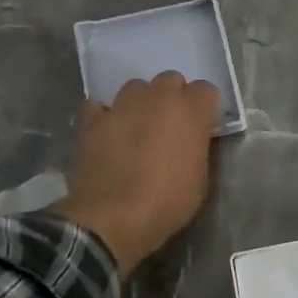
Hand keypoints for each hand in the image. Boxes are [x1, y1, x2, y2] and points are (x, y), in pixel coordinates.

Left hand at [53, 72, 222, 272]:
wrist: (114, 218)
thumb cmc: (167, 203)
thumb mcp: (200, 179)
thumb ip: (197, 147)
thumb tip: (191, 139)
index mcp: (190, 112)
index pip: (205, 90)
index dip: (203, 108)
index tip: (201, 127)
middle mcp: (158, 98)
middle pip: (170, 80)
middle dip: (172, 98)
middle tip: (169, 126)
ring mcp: (121, 105)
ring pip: (135, 88)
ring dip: (140, 103)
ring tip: (136, 128)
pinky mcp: (92, 120)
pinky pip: (100, 106)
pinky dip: (105, 115)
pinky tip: (107, 132)